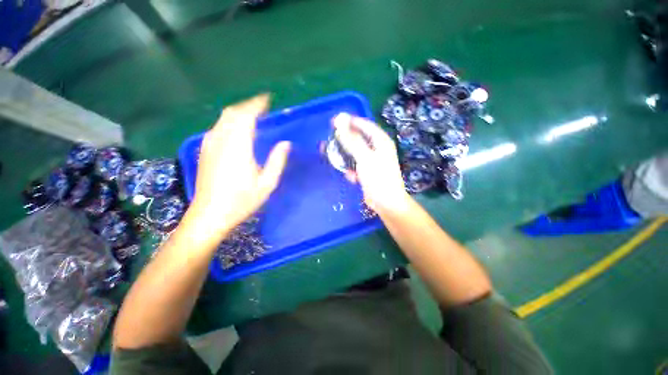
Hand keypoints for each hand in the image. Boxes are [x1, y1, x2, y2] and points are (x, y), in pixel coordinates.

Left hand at [190, 94, 290, 236]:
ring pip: (223, 119)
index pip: (246, 116)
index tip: (267, 99)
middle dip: (247, 106)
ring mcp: (210, 145)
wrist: (210, 215)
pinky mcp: (205, 151)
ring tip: (252, 116)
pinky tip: (237, 130)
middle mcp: (221, 140)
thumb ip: (278, 161)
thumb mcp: (267, 183)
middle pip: (232, 113)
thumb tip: (286, 144)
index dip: (257, 105)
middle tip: (262, 107)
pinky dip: (229, 122)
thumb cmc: (242, 201)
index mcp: (238, 147)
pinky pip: (218, 127)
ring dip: (238, 113)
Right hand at [333, 113, 409, 214]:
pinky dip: (350, 169)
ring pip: (354, 153)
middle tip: (330, 139)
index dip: (349, 122)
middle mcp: (377, 149)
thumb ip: (352, 140)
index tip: (334, 121)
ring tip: (332, 156)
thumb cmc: (378, 178)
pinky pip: (355, 165)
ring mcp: (372, 161)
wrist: (386, 203)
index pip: (364, 125)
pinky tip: (350, 176)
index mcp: (380, 141)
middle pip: (358, 139)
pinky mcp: (367, 172)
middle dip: (343, 139)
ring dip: (344, 155)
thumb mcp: (364, 157)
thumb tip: (340, 119)